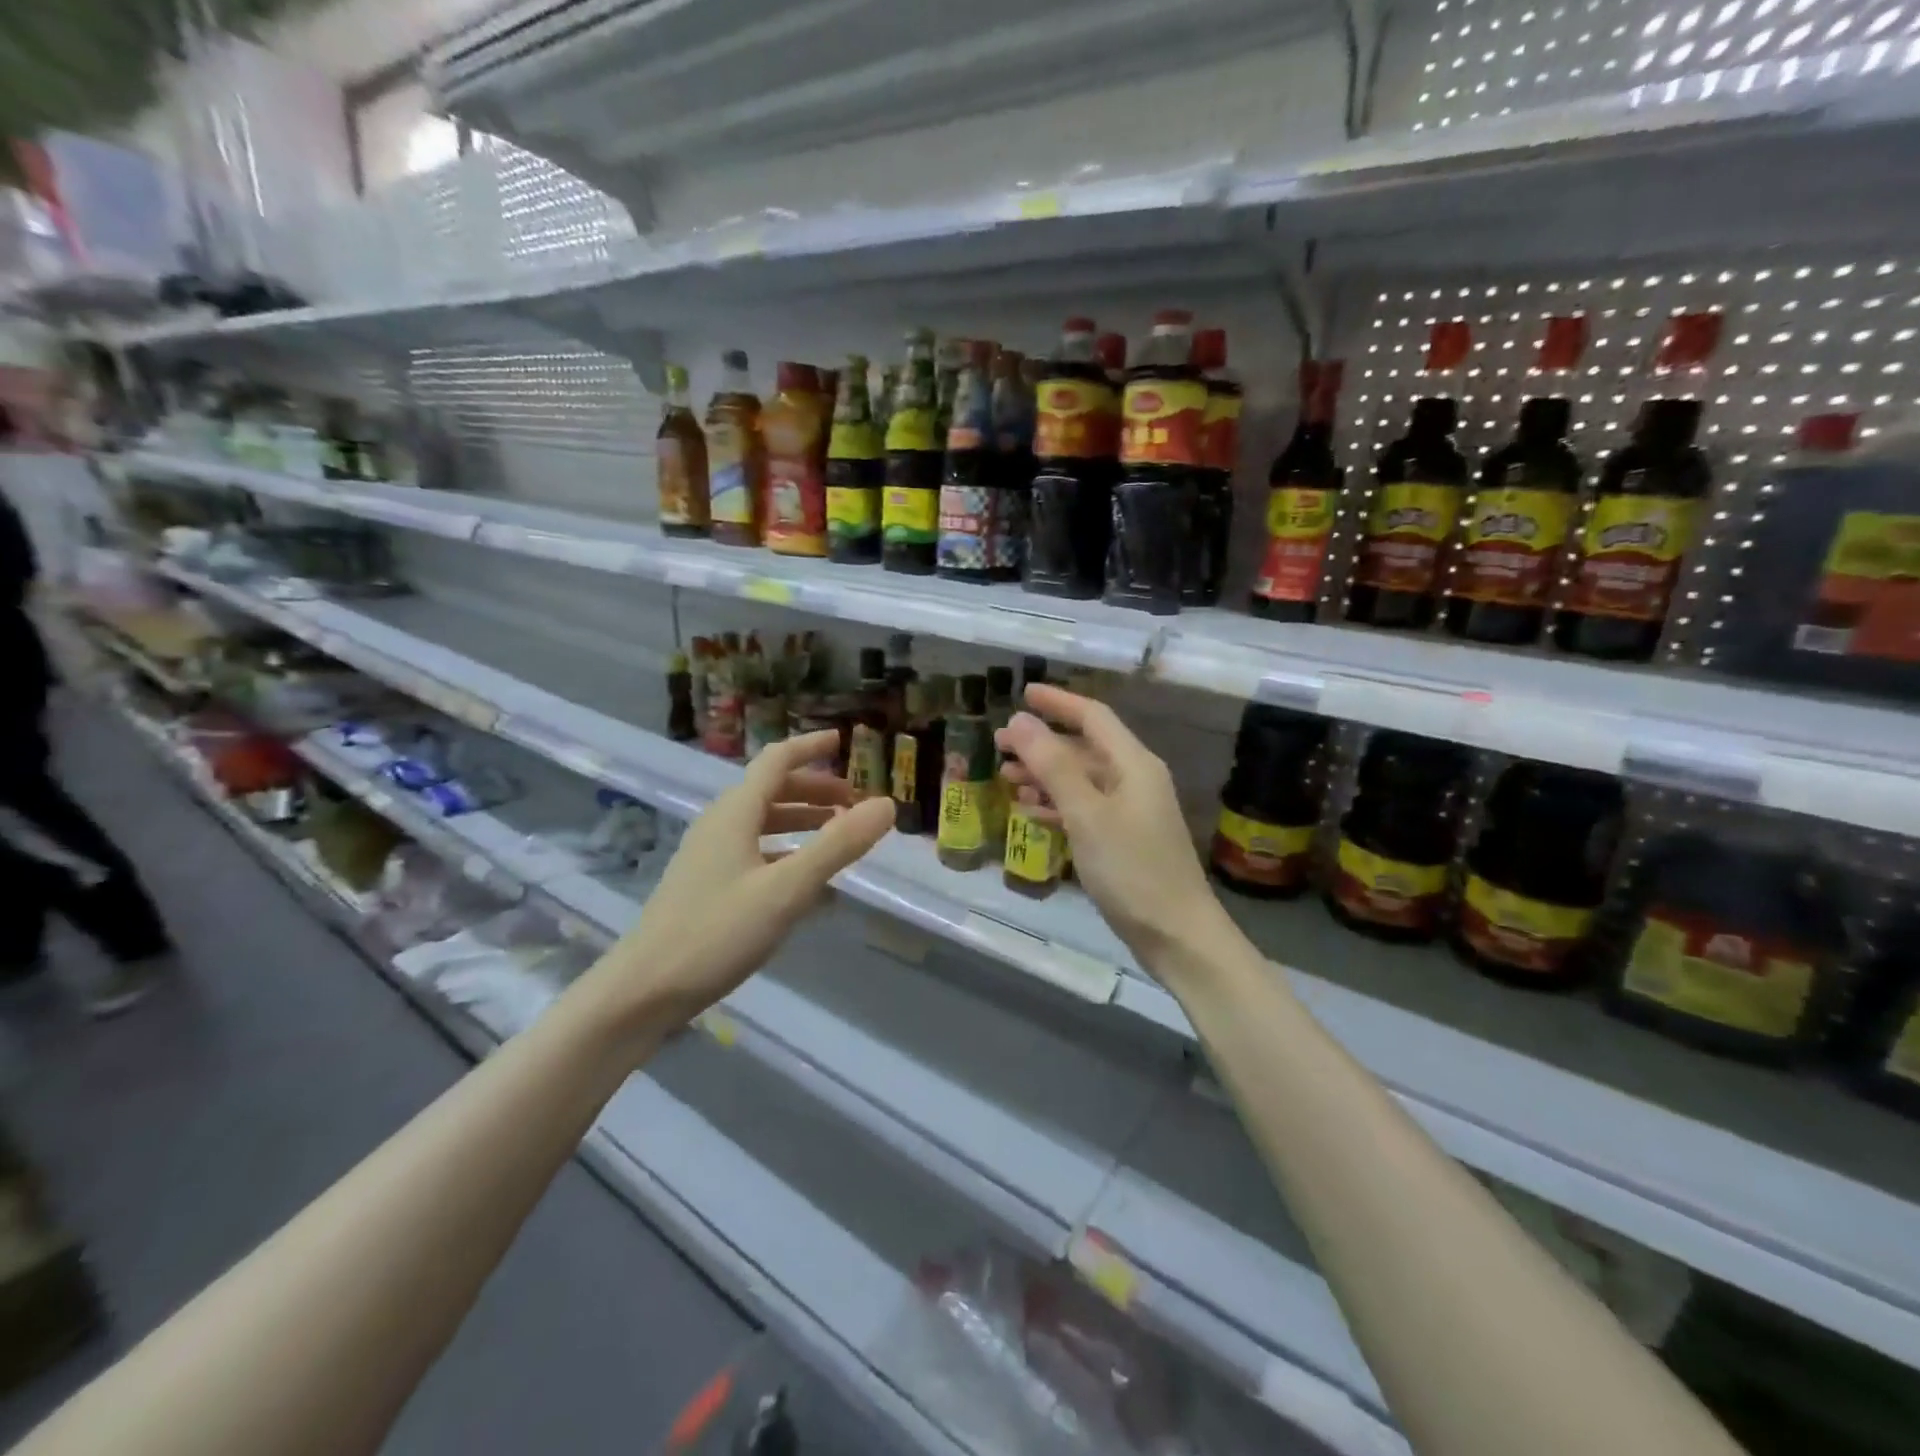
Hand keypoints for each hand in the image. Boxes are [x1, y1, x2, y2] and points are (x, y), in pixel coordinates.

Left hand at [588, 731, 894, 1029]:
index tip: (844, 743)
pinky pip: (755, 852)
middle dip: (815, 790)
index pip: (776, 761)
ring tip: (838, 834)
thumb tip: (886, 804)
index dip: (811, 747)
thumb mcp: (787, 889)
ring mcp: (709, 856)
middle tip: (854, 803)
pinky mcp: (707, 885)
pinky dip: (786, 851)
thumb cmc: (717, 932)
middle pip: (771, 790)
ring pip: (763, 822)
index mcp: (735, 813)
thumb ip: (838, 846)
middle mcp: (720, 825)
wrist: (643, 992)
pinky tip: (806, 880)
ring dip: (802, 820)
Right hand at [996, 686, 1230, 980]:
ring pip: (1081, 780)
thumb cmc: (1131, 869)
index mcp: (1133, 764)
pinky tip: (1030, 812)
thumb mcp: (1087, 814)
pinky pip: (1084, 809)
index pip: (1093, 717)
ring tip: (1006, 778)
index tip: (1022, 694)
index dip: (1057, 702)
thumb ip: (1053, 765)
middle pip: (1083, 748)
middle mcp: (1135, 780)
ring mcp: (1131, 812)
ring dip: (1044, 775)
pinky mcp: (1124, 840)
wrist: (1176, 934)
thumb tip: (1020, 721)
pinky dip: (1057, 805)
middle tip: (998, 745)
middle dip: (1041, 743)